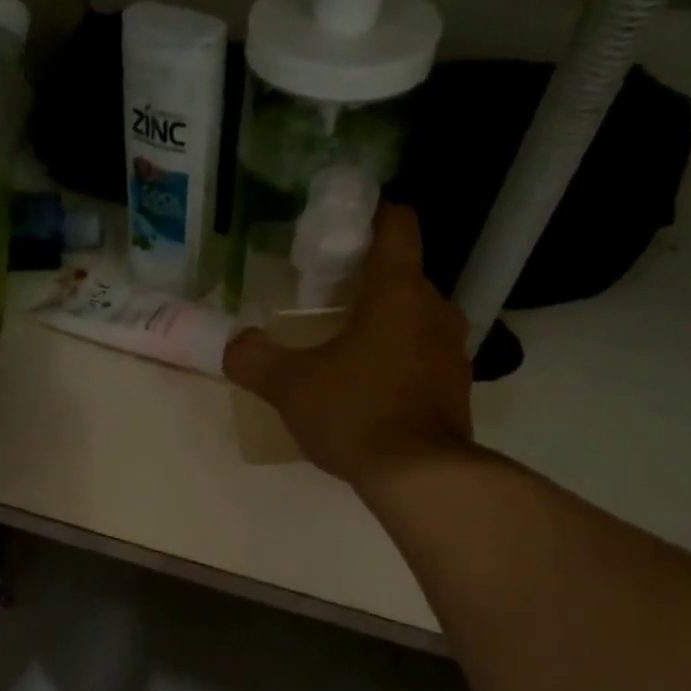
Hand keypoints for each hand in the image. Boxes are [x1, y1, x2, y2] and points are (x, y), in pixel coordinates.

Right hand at [224, 203, 472, 486]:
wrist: (419, 476)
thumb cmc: (356, 414)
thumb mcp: (291, 387)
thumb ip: (254, 359)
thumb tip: (234, 345)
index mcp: (398, 292)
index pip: (397, 226)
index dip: (373, 214)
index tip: (345, 226)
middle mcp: (435, 309)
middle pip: (403, 275)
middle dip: (367, 282)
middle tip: (326, 301)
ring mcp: (453, 350)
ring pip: (415, 318)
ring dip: (384, 323)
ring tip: (345, 347)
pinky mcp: (457, 386)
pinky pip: (423, 355)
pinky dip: (399, 359)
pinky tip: (369, 388)